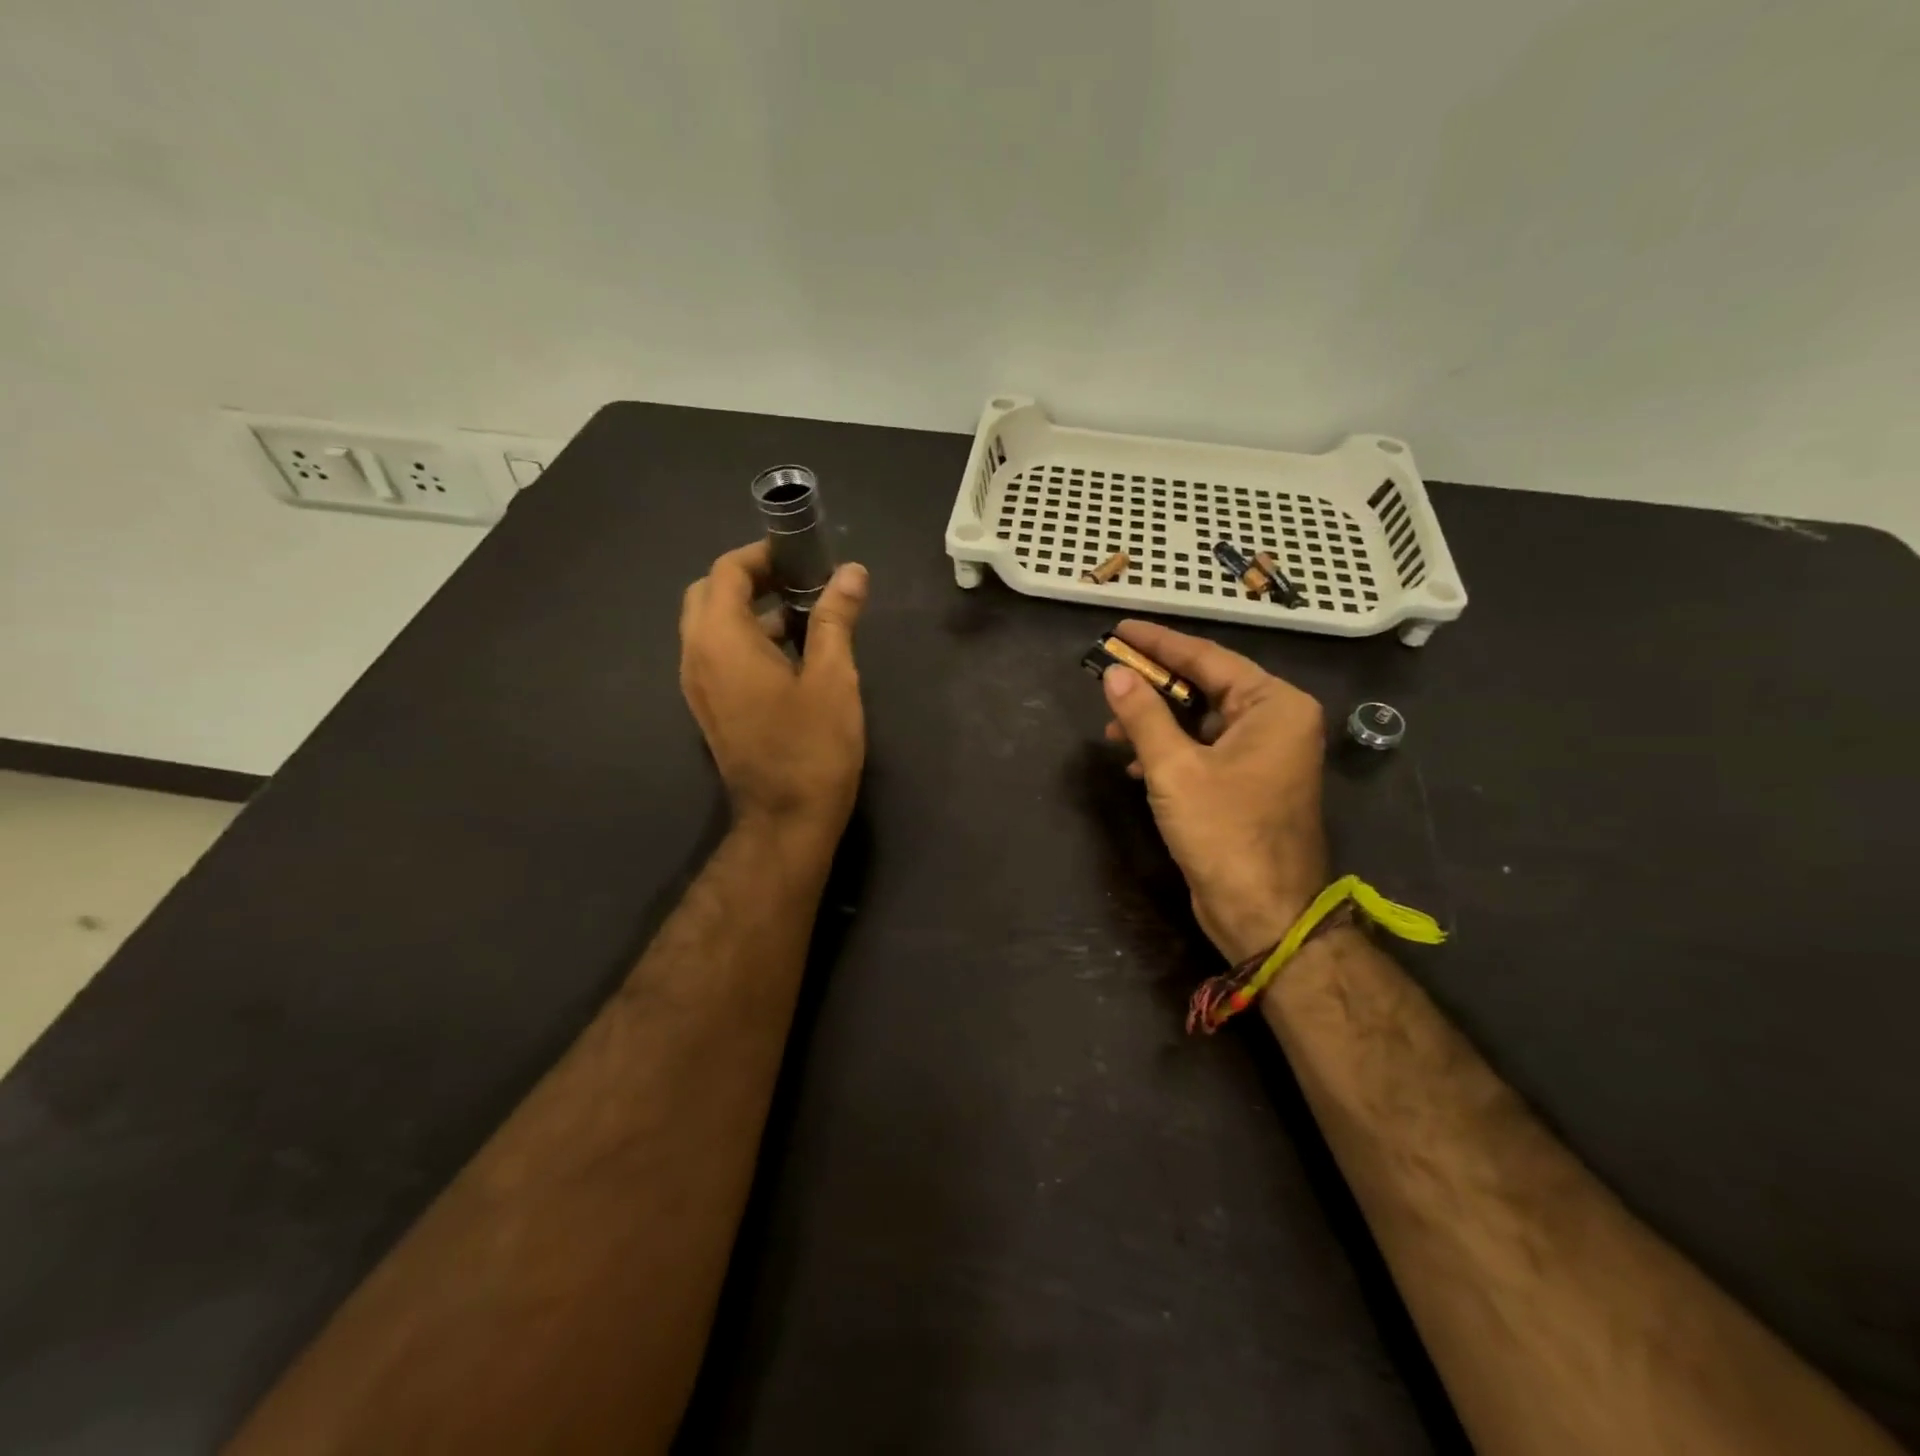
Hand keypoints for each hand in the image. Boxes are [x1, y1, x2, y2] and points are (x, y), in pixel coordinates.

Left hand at [679, 542, 868, 839]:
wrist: (785, 819)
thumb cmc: (812, 746)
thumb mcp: (832, 677)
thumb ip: (835, 618)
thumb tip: (852, 572)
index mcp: (721, 639)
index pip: (727, 572)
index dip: (762, 555)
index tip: (802, 556)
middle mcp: (696, 655)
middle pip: (710, 594)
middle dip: (750, 578)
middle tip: (798, 581)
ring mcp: (698, 685)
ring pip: (710, 626)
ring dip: (748, 610)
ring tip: (802, 615)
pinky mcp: (709, 708)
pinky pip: (716, 655)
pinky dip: (744, 639)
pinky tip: (788, 654)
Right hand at [1102, 619, 1328, 962]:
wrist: (1264, 913)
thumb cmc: (1225, 833)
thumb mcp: (1175, 768)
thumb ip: (1143, 715)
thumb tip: (1114, 673)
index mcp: (1274, 705)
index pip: (1207, 657)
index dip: (1158, 642)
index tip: (1119, 628)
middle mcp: (1276, 721)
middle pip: (1205, 685)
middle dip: (1154, 685)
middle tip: (1109, 675)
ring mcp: (1265, 754)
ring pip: (1201, 720)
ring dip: (1157, 722)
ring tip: (1113, 730)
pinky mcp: (1249, 783)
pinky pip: (1204, 749)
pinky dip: (1170, 750)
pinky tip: (1136, 763)